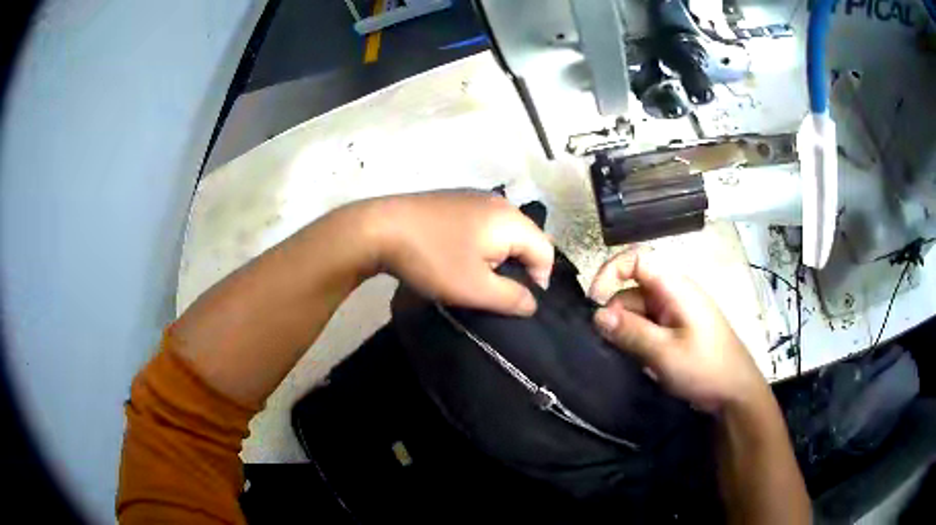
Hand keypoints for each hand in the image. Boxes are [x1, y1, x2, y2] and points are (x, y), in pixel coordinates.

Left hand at [369, 191, 553, 315]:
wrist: (380, 228)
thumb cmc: (433, 259)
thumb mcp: (476, 289)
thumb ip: (512, 298)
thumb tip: (533, 302)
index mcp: (511, 220)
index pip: (546, 251)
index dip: (539, 280)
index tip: (516, 300)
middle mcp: (499, 202)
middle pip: (527, 238)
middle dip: (519, 267)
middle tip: (496, 289)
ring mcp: (475, 197)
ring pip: (505, 231)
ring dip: (500, 255)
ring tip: (478, 275)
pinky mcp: (455, 199)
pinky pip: (484, 223)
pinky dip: (483, 242)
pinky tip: (461, 254)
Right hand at [589, 250, 767, 412]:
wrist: (735, 392)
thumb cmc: (705, 367)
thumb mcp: (664, 352)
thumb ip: (630, 332)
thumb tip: (597, 315)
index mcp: (675, 287)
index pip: (636, 259)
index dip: (610, 272)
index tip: (594, 303)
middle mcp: (674, 294)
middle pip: (633, 289)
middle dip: (616, 314)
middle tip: (609, 345)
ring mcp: (676, 313)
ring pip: (639, 312)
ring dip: (627, 331)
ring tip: (625, 358)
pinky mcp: (677, 331)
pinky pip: (649, 327)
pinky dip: (638, 340)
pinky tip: (637, 361)